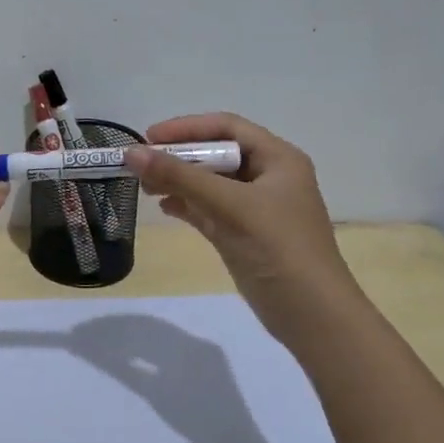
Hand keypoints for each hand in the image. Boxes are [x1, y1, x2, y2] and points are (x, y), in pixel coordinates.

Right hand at [126, 113, 357, 341]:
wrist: (312, 315)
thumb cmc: (278, 248)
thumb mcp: (229, 206)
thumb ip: (180, 177)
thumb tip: (131, 153)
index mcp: (278, 159)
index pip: (227, 127)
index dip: (187, 128)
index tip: (148, 137)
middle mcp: (268, 177)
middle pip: (216, 154)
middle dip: (179, 157)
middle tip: (141, 164)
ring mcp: (256, 208)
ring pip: (210, 183)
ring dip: (179, 181)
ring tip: (145, 187)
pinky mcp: (244, 234)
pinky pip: (210, 208)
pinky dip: (187, 205)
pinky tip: (164, 207)